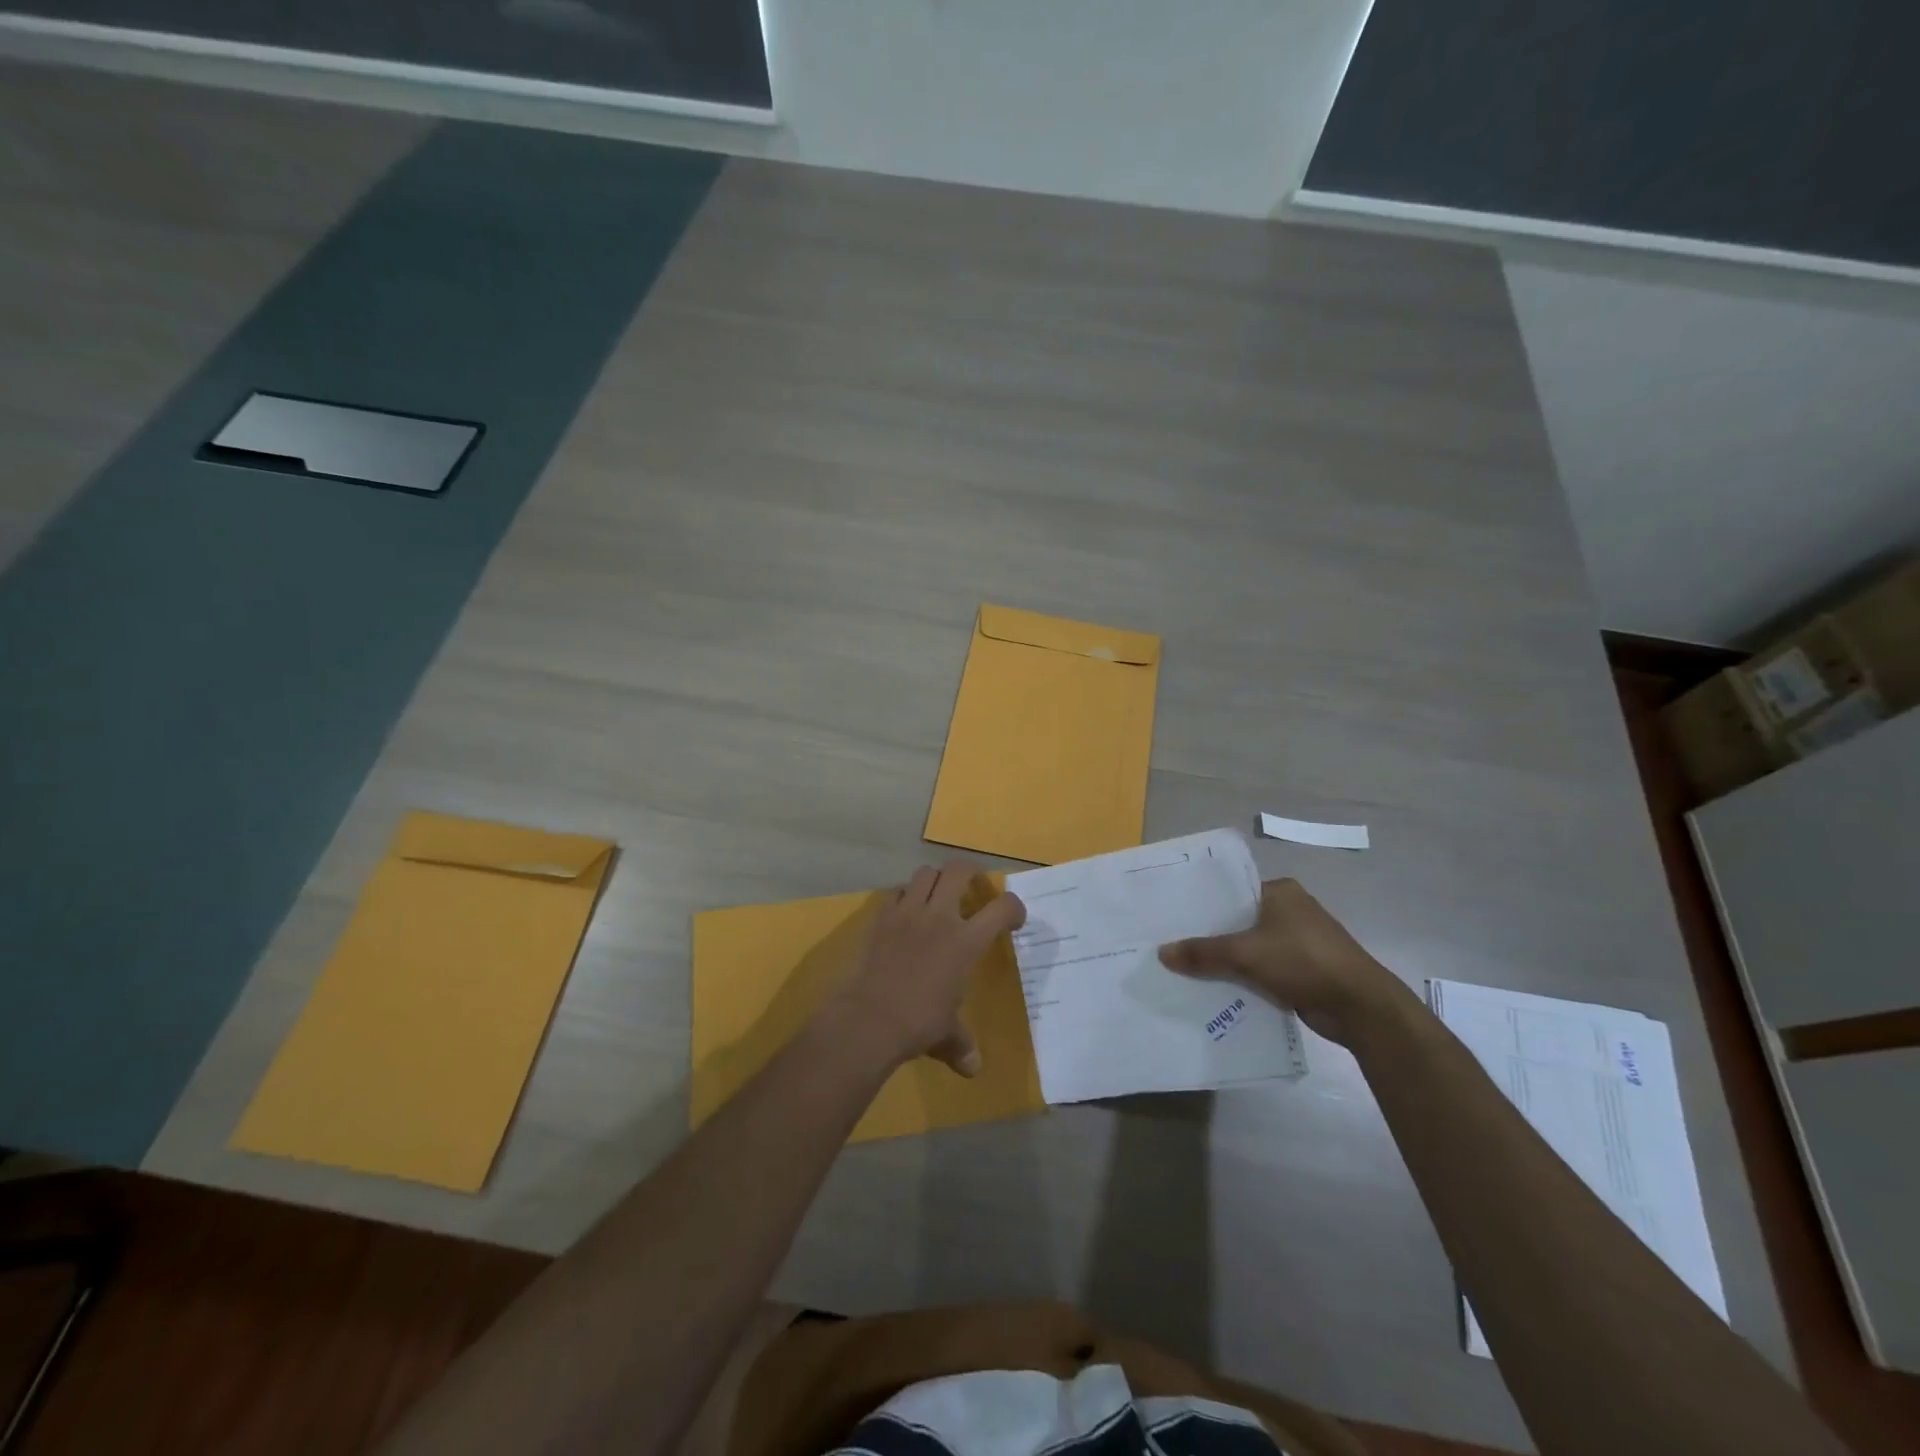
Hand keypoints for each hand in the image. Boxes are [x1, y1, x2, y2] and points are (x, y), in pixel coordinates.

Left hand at [829, 859, 1025, 1076]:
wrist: (869, 1017)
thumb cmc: (918, 1023)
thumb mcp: (947, 1036)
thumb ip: (961, 1045)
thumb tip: (973, 1069)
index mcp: (965, 941)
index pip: (1002, 908)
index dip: (1014, 907)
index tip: (1013, 919)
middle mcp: (939, 917)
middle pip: (959, 870)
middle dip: (971, 872)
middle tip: (974, 887)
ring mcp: (907, 912)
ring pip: (925, 873)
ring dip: (936, 880)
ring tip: (938, 897)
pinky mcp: (881, 917)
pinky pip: (896, 892)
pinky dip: (905, 896)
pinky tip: (906, 913)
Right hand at [1157, 878, 1412, 1046]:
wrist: (1360, 1007)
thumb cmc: (1303, 962)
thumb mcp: (1245, 954)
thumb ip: (1203, 953)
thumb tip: (1162, 953)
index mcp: (1281, 892)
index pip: (1232, 892)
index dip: (1203, 905)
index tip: (1173, 917)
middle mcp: (1291, 911)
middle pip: (1239, 921)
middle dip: (1210, 936)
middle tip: (1172, 944)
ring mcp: (1300, 942)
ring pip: (1250, 948)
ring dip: (1227, 961)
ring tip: (1186, 969)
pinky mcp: (1304, 970)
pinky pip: (1263, 970)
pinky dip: (1245, 979)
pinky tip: (1216, 990)